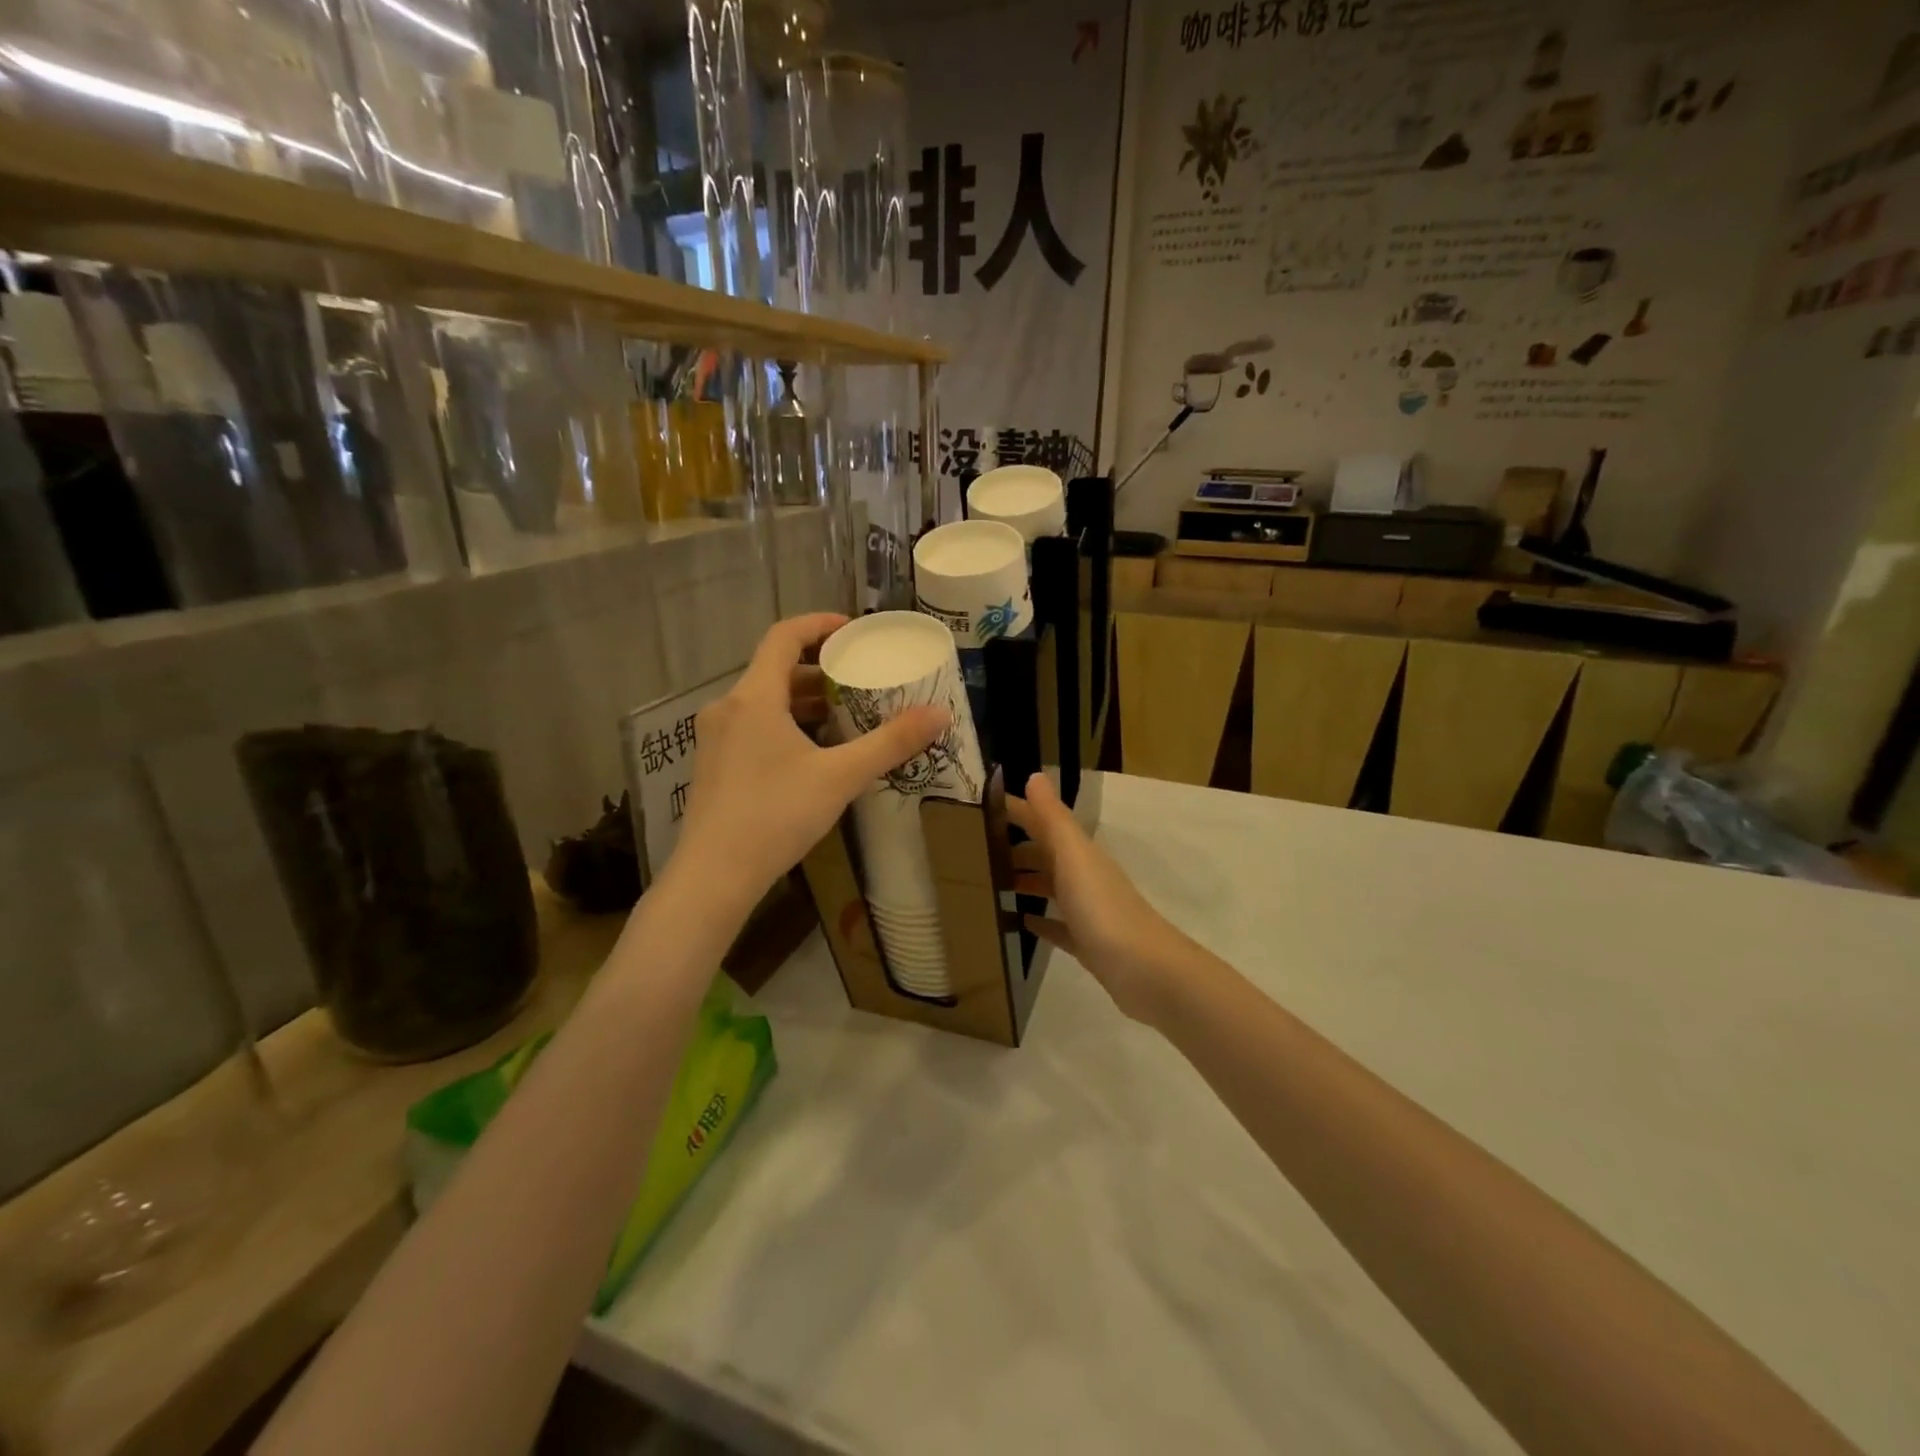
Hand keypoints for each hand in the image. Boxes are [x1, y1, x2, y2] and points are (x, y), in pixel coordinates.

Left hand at [674, 614, 947, 907]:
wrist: (714, 876)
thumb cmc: (776, 815)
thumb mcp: (840, 777)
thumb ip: (890, 743)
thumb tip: (941, 714)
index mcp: (754, 697)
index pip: (783, 636)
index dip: (819, 624)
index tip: (854, 630)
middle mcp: (728, 708)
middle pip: (775, 670)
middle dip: (820, 669)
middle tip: (860, 677)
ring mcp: (715, 739)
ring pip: (764, 702)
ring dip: (804, 701)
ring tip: (845, 713)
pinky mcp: (714, 765)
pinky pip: (754, 727)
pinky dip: (786, 724)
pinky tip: (814, 753)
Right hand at [1005, 773, 1187, 1024]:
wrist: (1146, 970)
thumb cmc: (1103, 909)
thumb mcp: (1074, 856)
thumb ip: (1053, 818)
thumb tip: (1034, 776)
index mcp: (1079, 853)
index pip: (1043, 822)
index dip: (1017, 811)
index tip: (980, 807)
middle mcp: (1084, 876)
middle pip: (1046, 854)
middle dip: (1015, 847)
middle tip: (975, 849)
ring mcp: (1087, 911)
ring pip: (1051, 888)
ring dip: (1026, 881)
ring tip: (991, 884)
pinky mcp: (1087, 943)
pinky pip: (1058, 926)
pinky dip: (1040, 921)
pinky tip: (1021, 923)